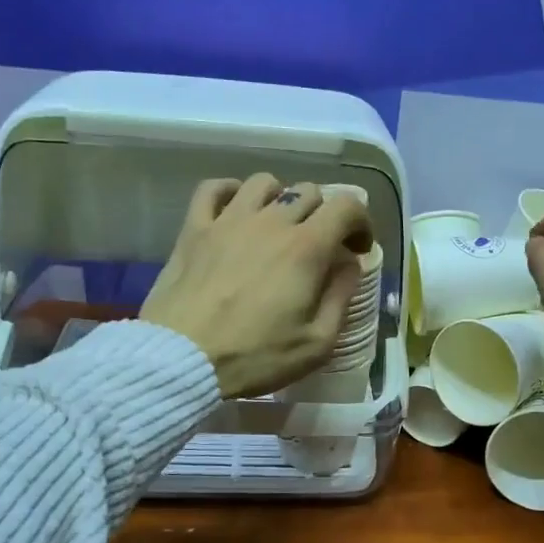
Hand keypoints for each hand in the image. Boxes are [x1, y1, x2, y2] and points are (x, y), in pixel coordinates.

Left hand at [142, 174, 373, 398]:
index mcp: (306, 248)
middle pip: (308, 192)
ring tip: (278, 226)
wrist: (182, 359)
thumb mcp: (317, 343)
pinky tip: (235, 210)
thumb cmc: (255, 356)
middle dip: (323, 215)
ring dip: (281, 199)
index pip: (347, 206)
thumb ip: (341, 298)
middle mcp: (270, 221)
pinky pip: (214, 188)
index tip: (357, 249)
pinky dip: (230, 191)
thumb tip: (350, 265)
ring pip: (264, 183)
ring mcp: (229, 220)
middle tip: (319, 247)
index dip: (361, 222)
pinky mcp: (194, 228)